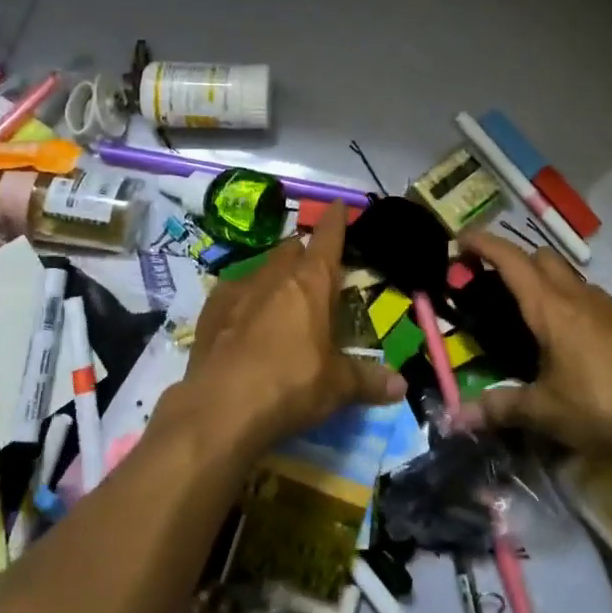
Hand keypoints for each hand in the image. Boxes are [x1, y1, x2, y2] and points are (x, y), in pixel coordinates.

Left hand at [176, 204, 405, 457]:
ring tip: (280, 297)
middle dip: (303, 253)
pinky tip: (243, 318)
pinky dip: (243, 298)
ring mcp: (238, 289)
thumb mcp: (336, 387)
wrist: (221, 407)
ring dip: (274, 275)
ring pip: (261, 267)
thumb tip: (400, 385)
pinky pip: (232, 291)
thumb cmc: (290, 386)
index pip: (327, 239)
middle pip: (291, 249)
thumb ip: (367, 380)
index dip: (335, 221)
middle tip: (313, 271)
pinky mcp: (211, 309)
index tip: (339, 205)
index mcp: (311, 283)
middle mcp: (275, 276)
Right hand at [456, 232, 611, 485]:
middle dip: (515, 262)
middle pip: (541, 257)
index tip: (460, 241)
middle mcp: (578, 296)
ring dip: (548, 284)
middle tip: (496, 287)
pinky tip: (577, 346)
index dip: (482, 243)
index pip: (509, 259)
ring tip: (536, 321)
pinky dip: (575, 307)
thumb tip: (456, 418)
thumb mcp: (544, 411)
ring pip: (571, 278)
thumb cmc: (600, 407)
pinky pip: (594, 301)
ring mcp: (610, 307)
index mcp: (549, 307)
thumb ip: (499, 408)